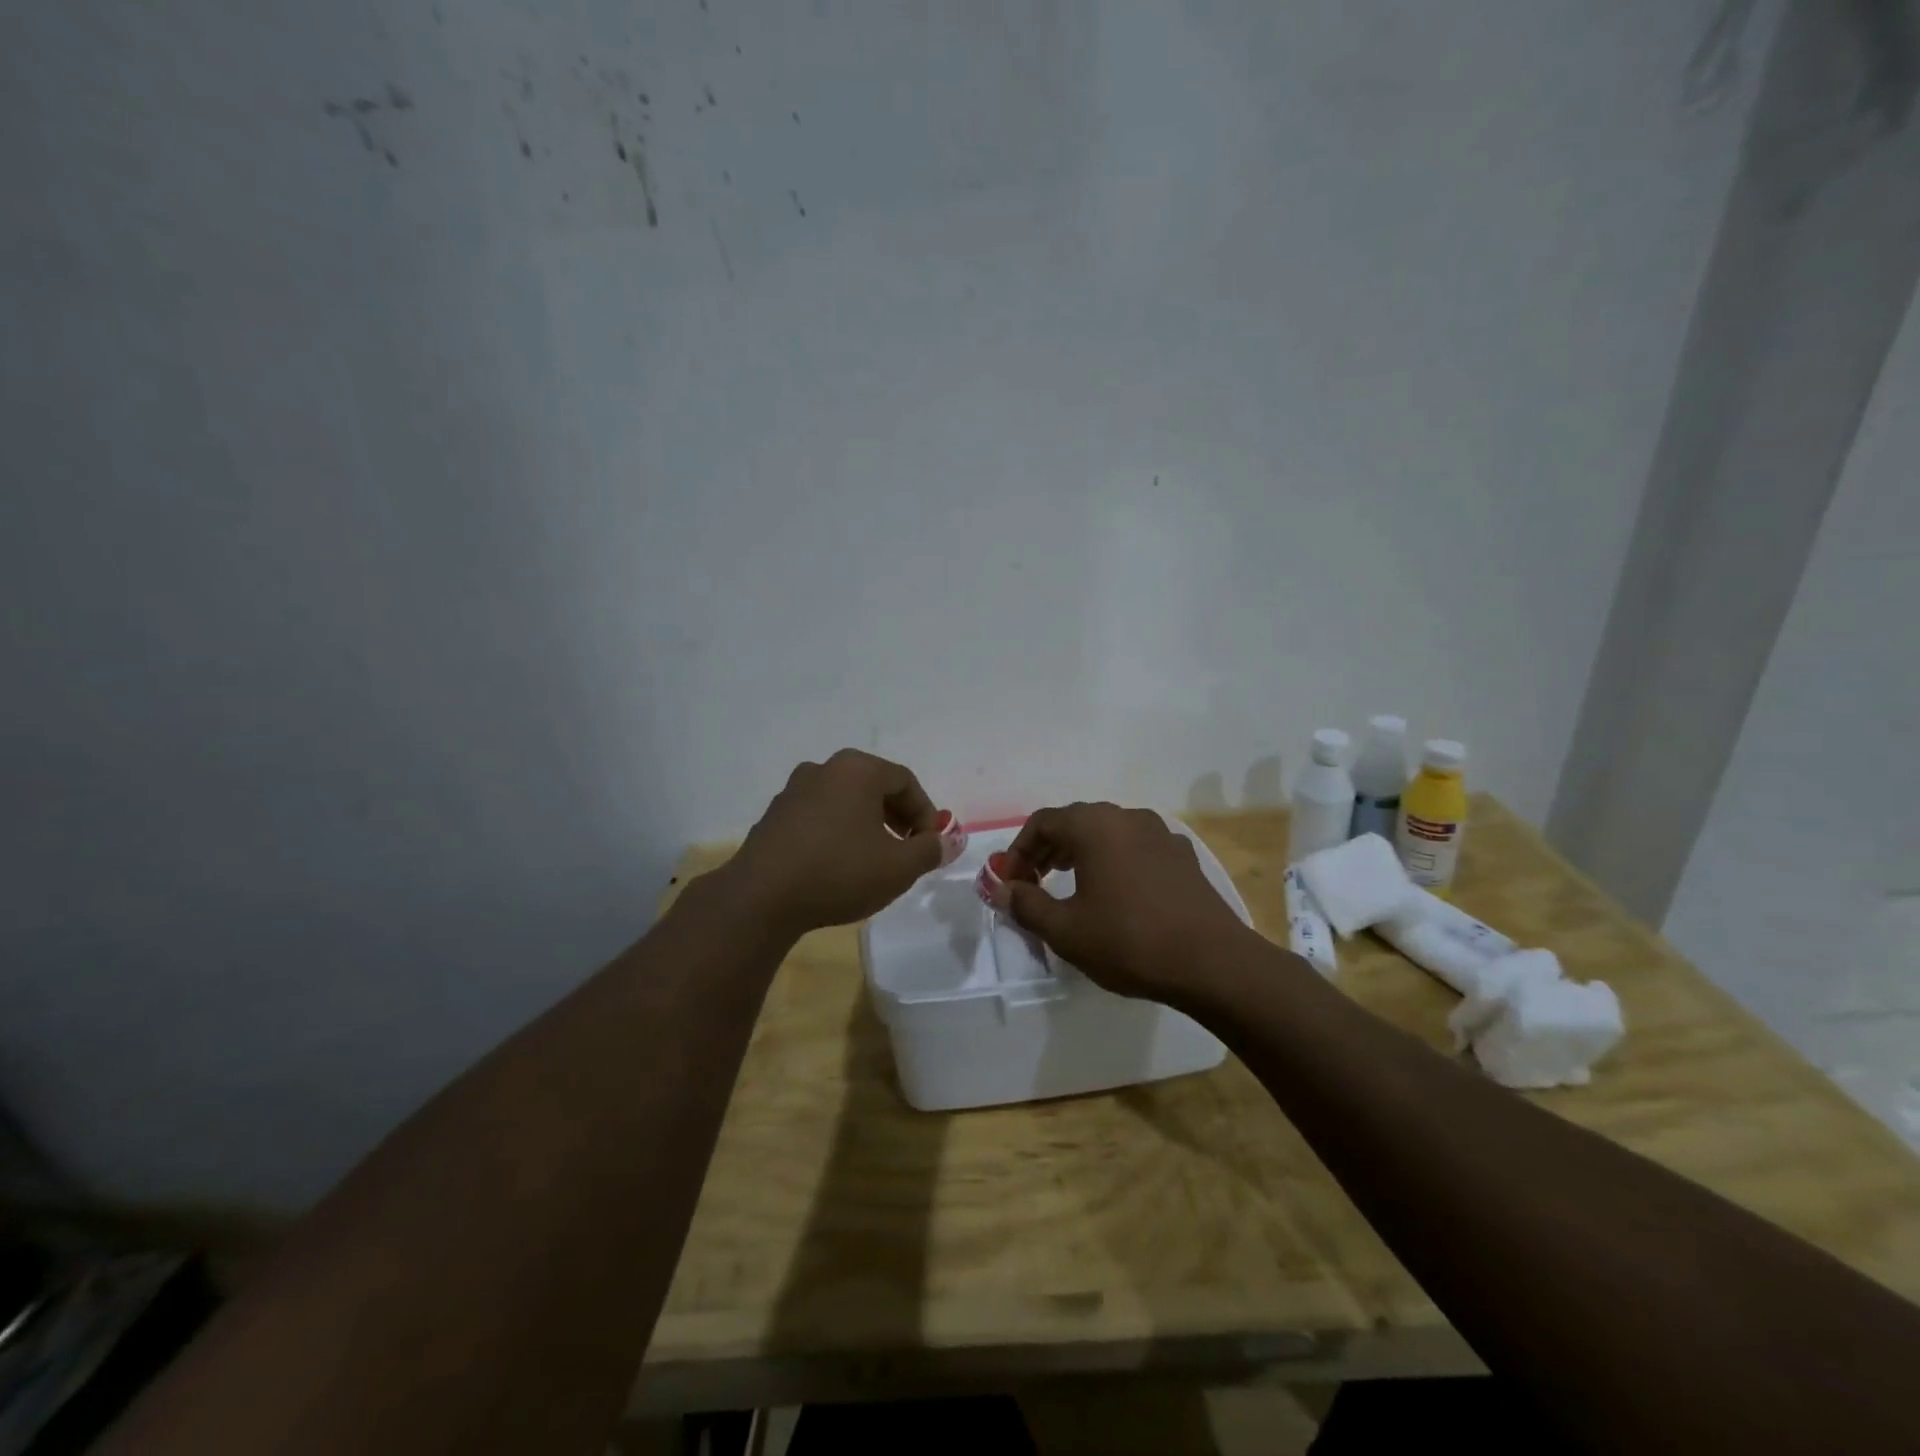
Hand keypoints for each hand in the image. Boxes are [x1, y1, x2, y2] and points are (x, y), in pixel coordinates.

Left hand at [723, 750, 944, 934]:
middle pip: (873, 786)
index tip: (931, 843)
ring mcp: (793, 790)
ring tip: (874, 858)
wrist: (761, 898)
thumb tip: (949, 841)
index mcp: (857, 770)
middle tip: (908, 848)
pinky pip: (818, 815)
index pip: (905, 781)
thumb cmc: (839, 872)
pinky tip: (838, 864)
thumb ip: (930, 850)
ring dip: (867, 824)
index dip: (925, 812)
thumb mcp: (899, 867)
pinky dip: (837, 831)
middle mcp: (824, 769)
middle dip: (897, 816)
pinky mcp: (773, 816)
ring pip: (844, 800)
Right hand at [1004, 802, 1256, 1002]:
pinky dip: (1113, 861)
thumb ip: (1026, 904)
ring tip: (1068, 886)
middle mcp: (1127, 817)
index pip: (1042, 822)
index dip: (1019, 850)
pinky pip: (1135, 847)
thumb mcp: (1066, 930)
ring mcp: (1160, 833)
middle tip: (1033, 884)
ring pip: (1107, 832)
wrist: (1213, 962)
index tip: (1011, 882)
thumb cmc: (1129, 941)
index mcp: (1095, 826)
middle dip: (1047, 850)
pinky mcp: (1182, 855)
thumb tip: (1002, 889)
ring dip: (1080, 853)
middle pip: (1075, 822)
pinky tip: (1115, 894)